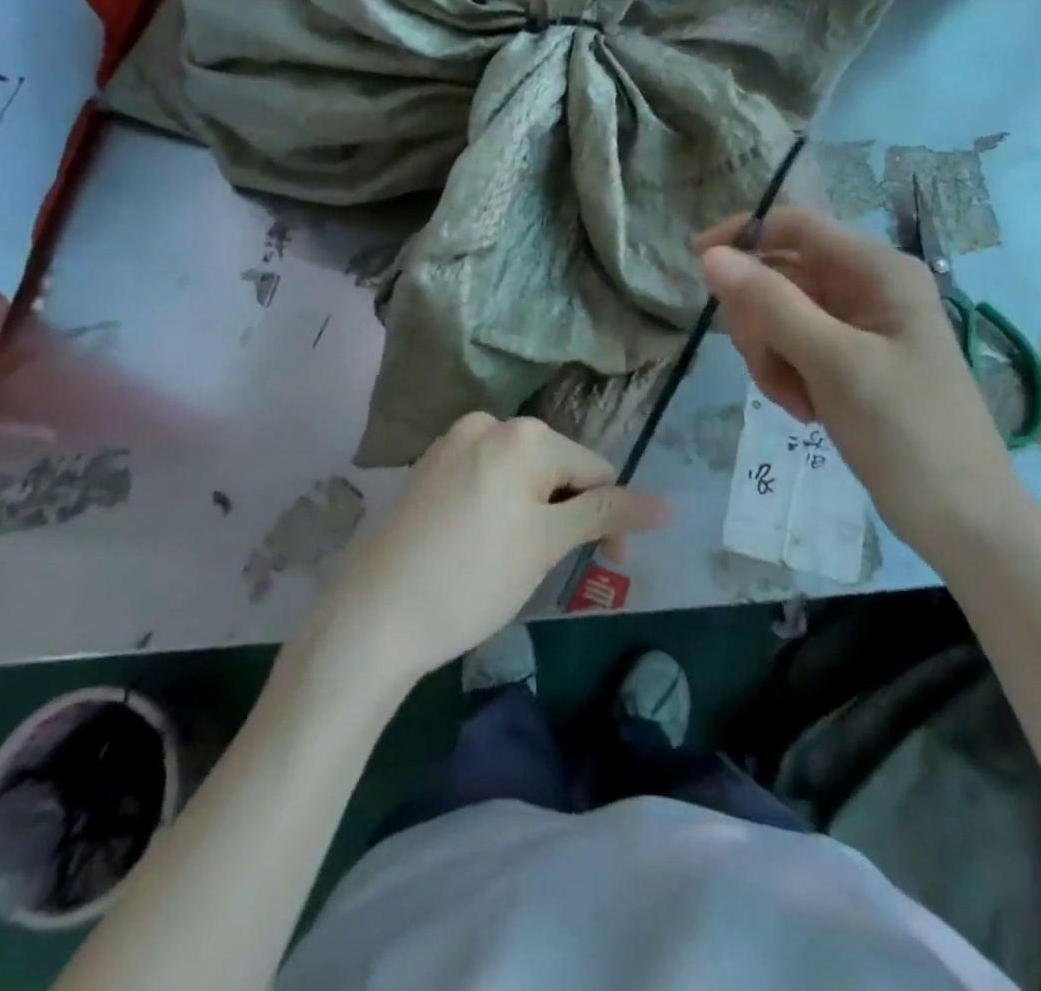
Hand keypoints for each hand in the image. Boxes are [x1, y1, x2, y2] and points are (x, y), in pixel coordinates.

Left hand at [317, 414, 668, 686]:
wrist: (373, 616)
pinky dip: (500, 507)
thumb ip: (607, 514)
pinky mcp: (429, 466)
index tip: (605, 566)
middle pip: (557, 468)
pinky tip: (481, 544)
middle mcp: (488, 424)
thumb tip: (668, 505)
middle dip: (567, 514)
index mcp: (523, 435)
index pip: (595, 471)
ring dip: (535, 512)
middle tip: (550, 566)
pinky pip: (486, 478)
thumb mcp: (547, 545)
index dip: (609, 519)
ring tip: (512, 559)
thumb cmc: (472, 579)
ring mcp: (453, 443)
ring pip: (521, 475)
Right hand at [697, 207, 1023, 555]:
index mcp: (877, 270)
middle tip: (768, 365)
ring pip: (780, 317)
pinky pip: (794, 350)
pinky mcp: (849, 362)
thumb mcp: (834, 363)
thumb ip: (771, 304)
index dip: (743, 236)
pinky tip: (807, 411)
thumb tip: (711, 255)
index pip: (795, 226)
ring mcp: (858, 327)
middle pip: (780, 275)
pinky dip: (787, 377)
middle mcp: (867, 288)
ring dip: (772, 357)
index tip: (696, 266)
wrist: (961, 518)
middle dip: (761, 321)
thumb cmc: (907, 432)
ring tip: (798, 401)